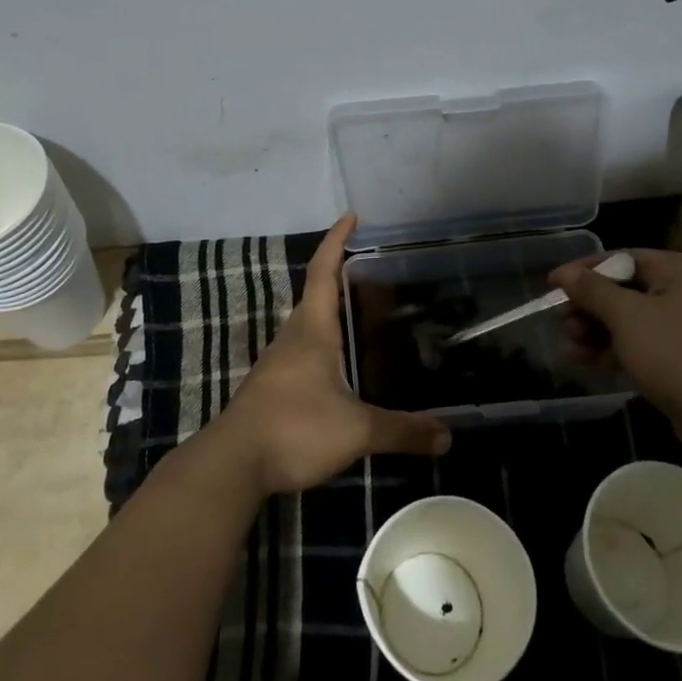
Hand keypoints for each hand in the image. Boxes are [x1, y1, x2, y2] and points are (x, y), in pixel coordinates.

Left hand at [209, 214, 450, 495]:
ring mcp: (280, 362)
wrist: (233, 464)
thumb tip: (448, 436)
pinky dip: (327, 344)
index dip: (337, 241)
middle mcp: (293, 336)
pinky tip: (344, 366)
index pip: (324, 271)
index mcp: (312, 329)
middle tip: (379, 274)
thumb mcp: (356, 430)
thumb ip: (401, 430)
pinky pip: (305, 351)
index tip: (351, 216)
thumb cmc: (295, 428)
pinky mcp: (274, 387)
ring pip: (310, 325)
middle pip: (317, 294)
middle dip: (342, 277)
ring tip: (367, 315)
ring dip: (333, 312)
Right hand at [549, 248, 681, 442]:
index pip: (622, 258)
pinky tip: (584, 363)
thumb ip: (593, 291)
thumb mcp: (627, 316)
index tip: (552, 285)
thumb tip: (566, 274)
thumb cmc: (677, 354)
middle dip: (588, 307)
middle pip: (625, 291)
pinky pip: (643, 346)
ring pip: (631, 322)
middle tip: (559, 321)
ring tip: (568, 346)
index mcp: (680, 270)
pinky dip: (614, 352)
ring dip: (596, 332)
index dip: (584, 271)